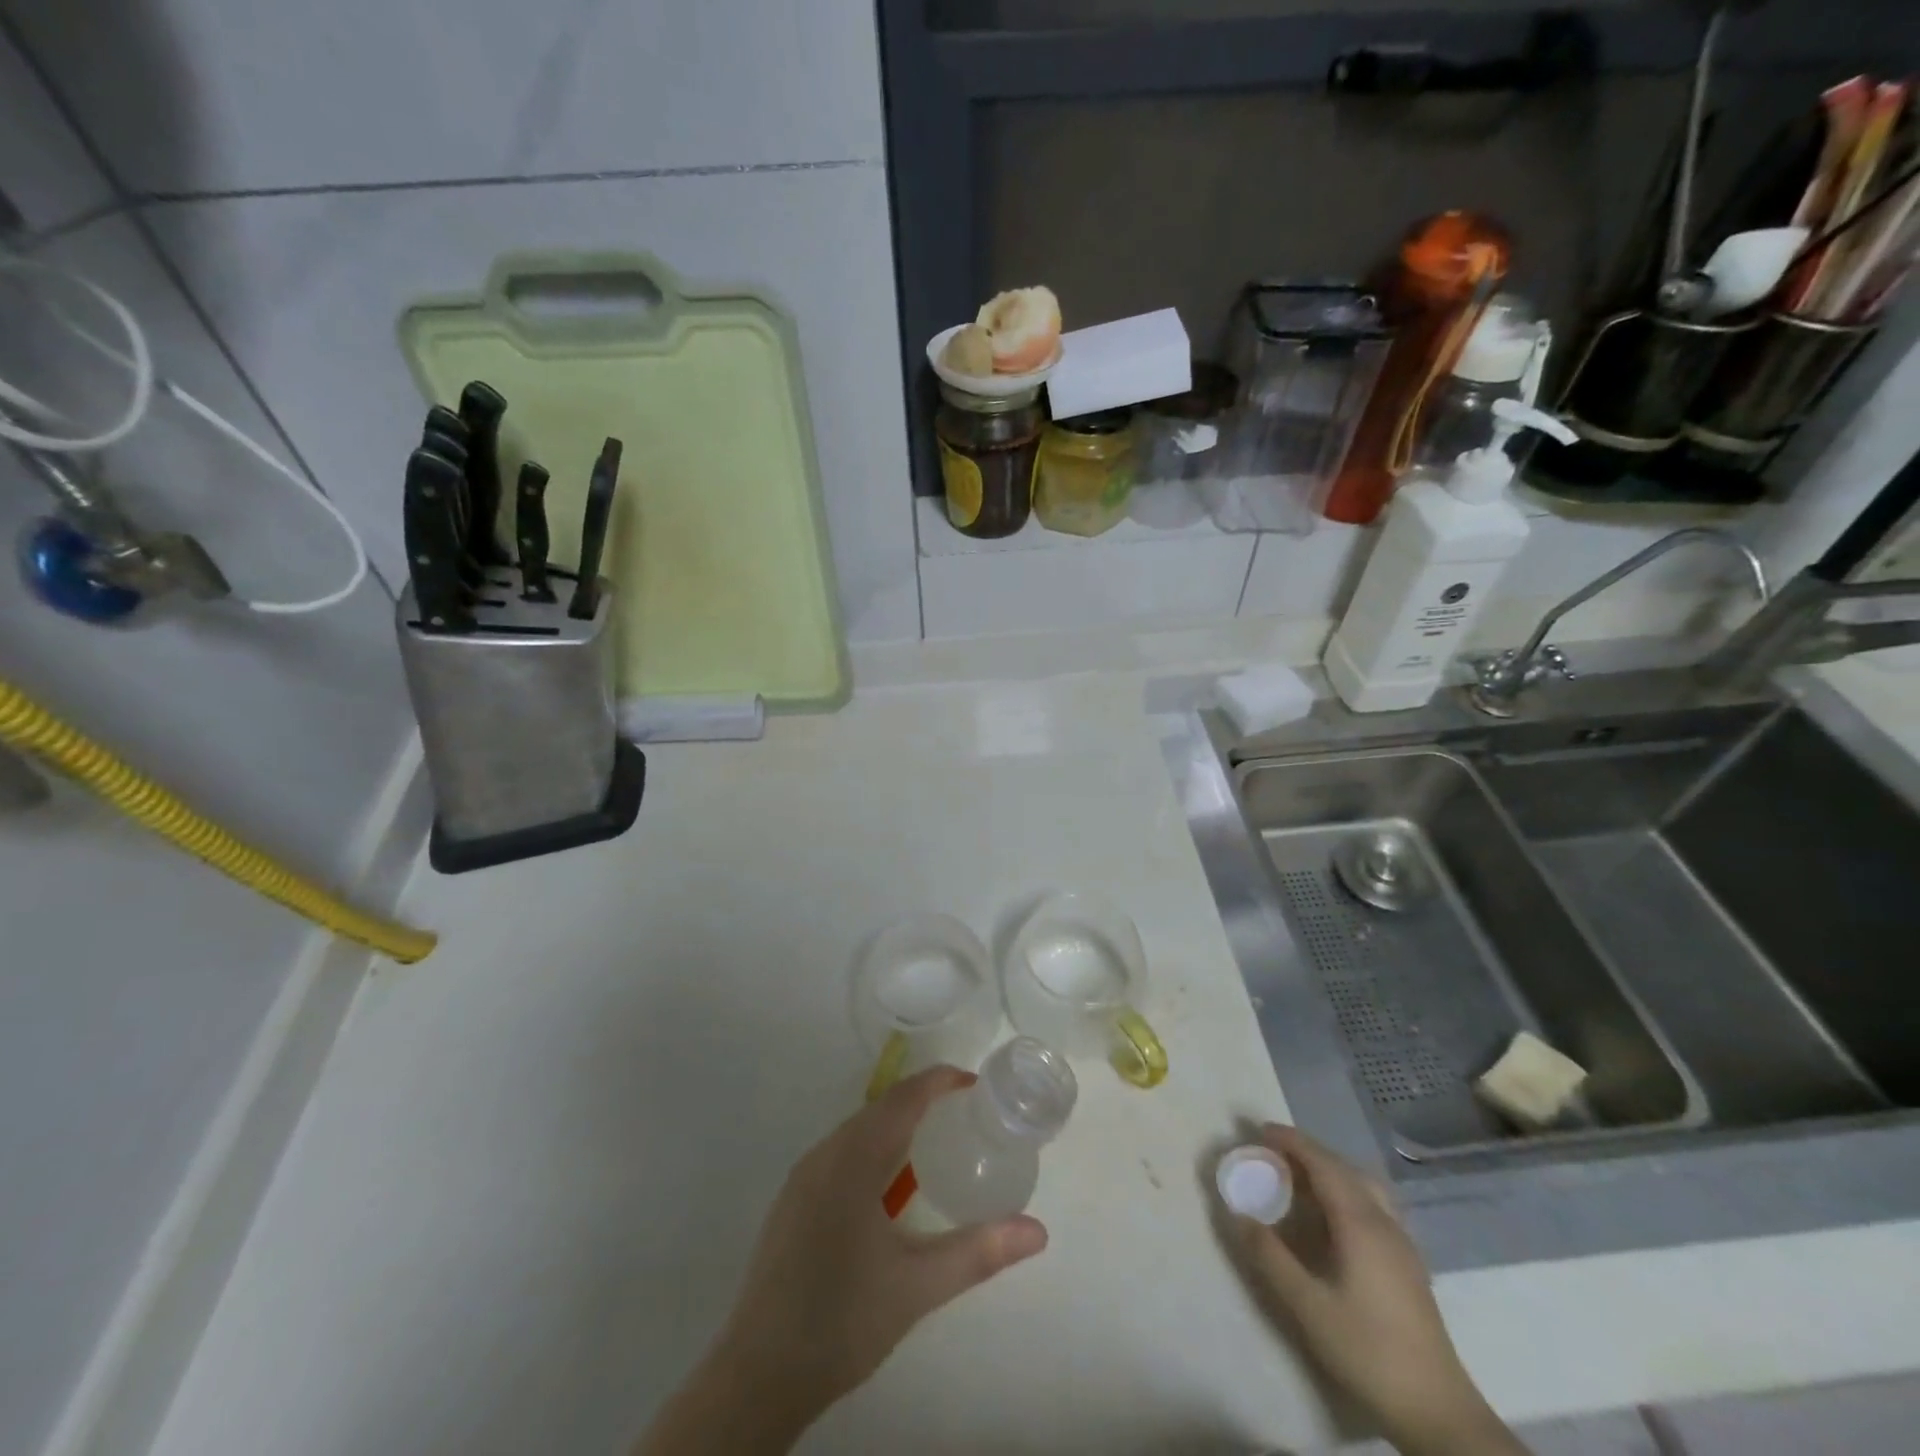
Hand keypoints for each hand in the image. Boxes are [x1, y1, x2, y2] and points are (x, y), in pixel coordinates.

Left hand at [638, 1067, 1047, 1454]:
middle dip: (922, 1102)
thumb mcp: (919, 1285)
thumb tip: (1038, 1231)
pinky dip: (873, 1150)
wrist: (758, 1374)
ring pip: (857, 1132)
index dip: (939, 1081)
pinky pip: (840, 1154)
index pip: (903, 1098)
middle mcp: (824, 1154)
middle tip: (963, 1116)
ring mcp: (802, 1178)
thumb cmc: (843, 1319)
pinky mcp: (792, 1203)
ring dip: (896, 1127)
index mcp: (853, 1158)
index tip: (974, 1084)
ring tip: (933, 1147)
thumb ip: (980, 1251)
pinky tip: (888, 1190)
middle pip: (880, 1109)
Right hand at [1231, 1126, 1524, 1455]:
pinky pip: (1371, 1203)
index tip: (1258, 1130)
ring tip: (1298, 1175)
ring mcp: (1401, 1242)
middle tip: (1270, 1150)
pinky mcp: (1408, 1262)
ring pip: (1362, 1184)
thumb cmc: (1368, 1351)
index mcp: (1360, 1222)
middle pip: (1343, 1167)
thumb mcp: (1308, 1306)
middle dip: (1306, 1151)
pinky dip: (1344, 1189)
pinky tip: (1331, 1214)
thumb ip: (1270, 1256)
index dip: (1290, 1141)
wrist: (1438, 1410)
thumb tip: (1237, 1215)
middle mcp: (1383, 1221)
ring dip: (1328, 1168)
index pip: (1322, 1163)